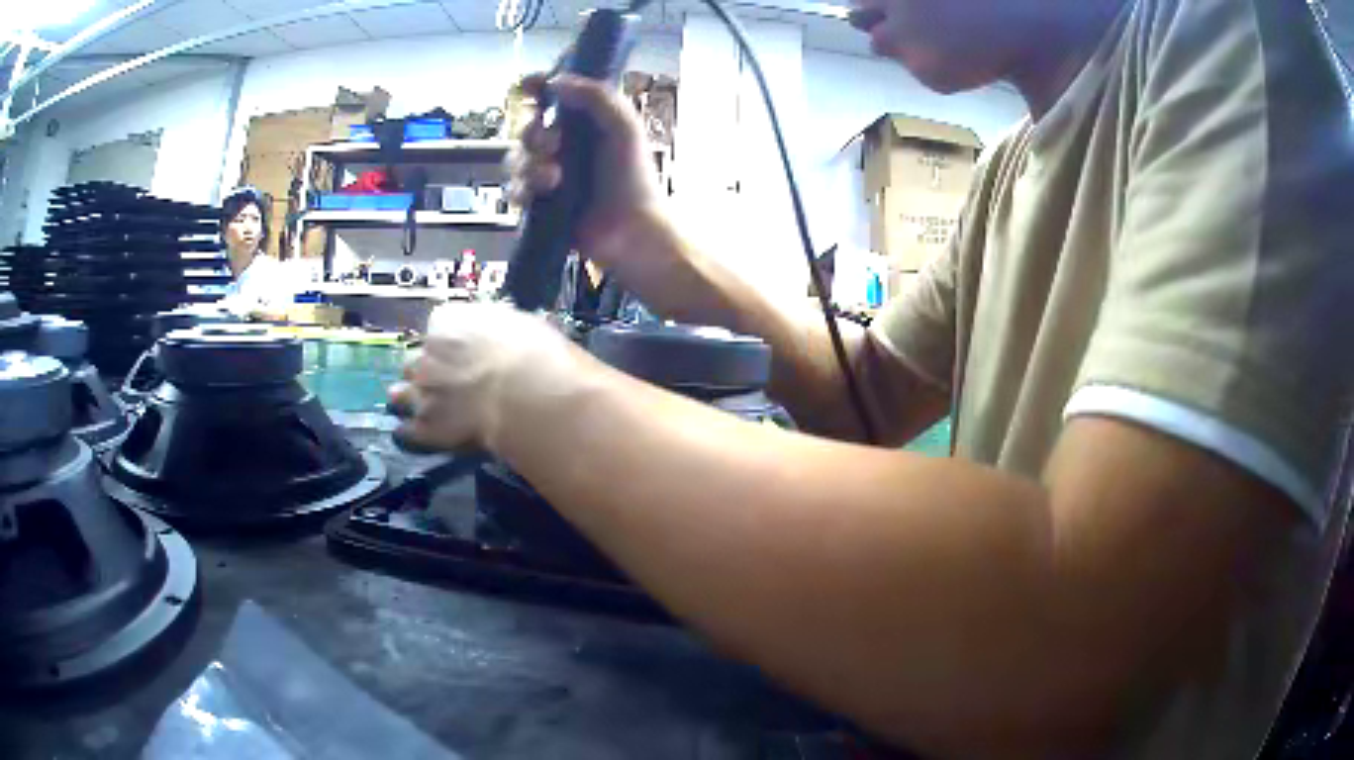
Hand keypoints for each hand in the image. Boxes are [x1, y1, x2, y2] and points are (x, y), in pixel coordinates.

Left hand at [389, 303, 583, 452]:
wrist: (528, 397)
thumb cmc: (535, 355)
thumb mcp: (520, 326)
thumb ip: (497, 331)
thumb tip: (500, 338)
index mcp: (448, 321)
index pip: (439, 324)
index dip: (451, 341)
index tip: (465, 351)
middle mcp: (426, 352)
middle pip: (415, 359)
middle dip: (428, 371)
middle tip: (449, 382)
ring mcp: (421, 392)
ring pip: (401, 395)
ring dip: (410, 400)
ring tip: (425, 409)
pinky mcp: (424, 428)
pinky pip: (404, 432)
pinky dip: (409, 434)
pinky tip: (416, 436)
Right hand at [507, 73, 661, 268]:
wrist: (630, 231)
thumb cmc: (633, 177)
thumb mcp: (623, 127)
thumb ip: (596, 97)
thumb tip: (556, 81)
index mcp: (585, 124)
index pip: (554, 97)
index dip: (537, 88)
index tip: (528, 86)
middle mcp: (564, 146)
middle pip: (528, 129)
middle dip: (533, 135)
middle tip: (552, 145)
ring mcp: (550, 174)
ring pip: (516, 160)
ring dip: (530, 165)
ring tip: (553, 178)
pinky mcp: (540, 204)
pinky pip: (514, 190)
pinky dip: (522, 190)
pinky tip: (541, 193)